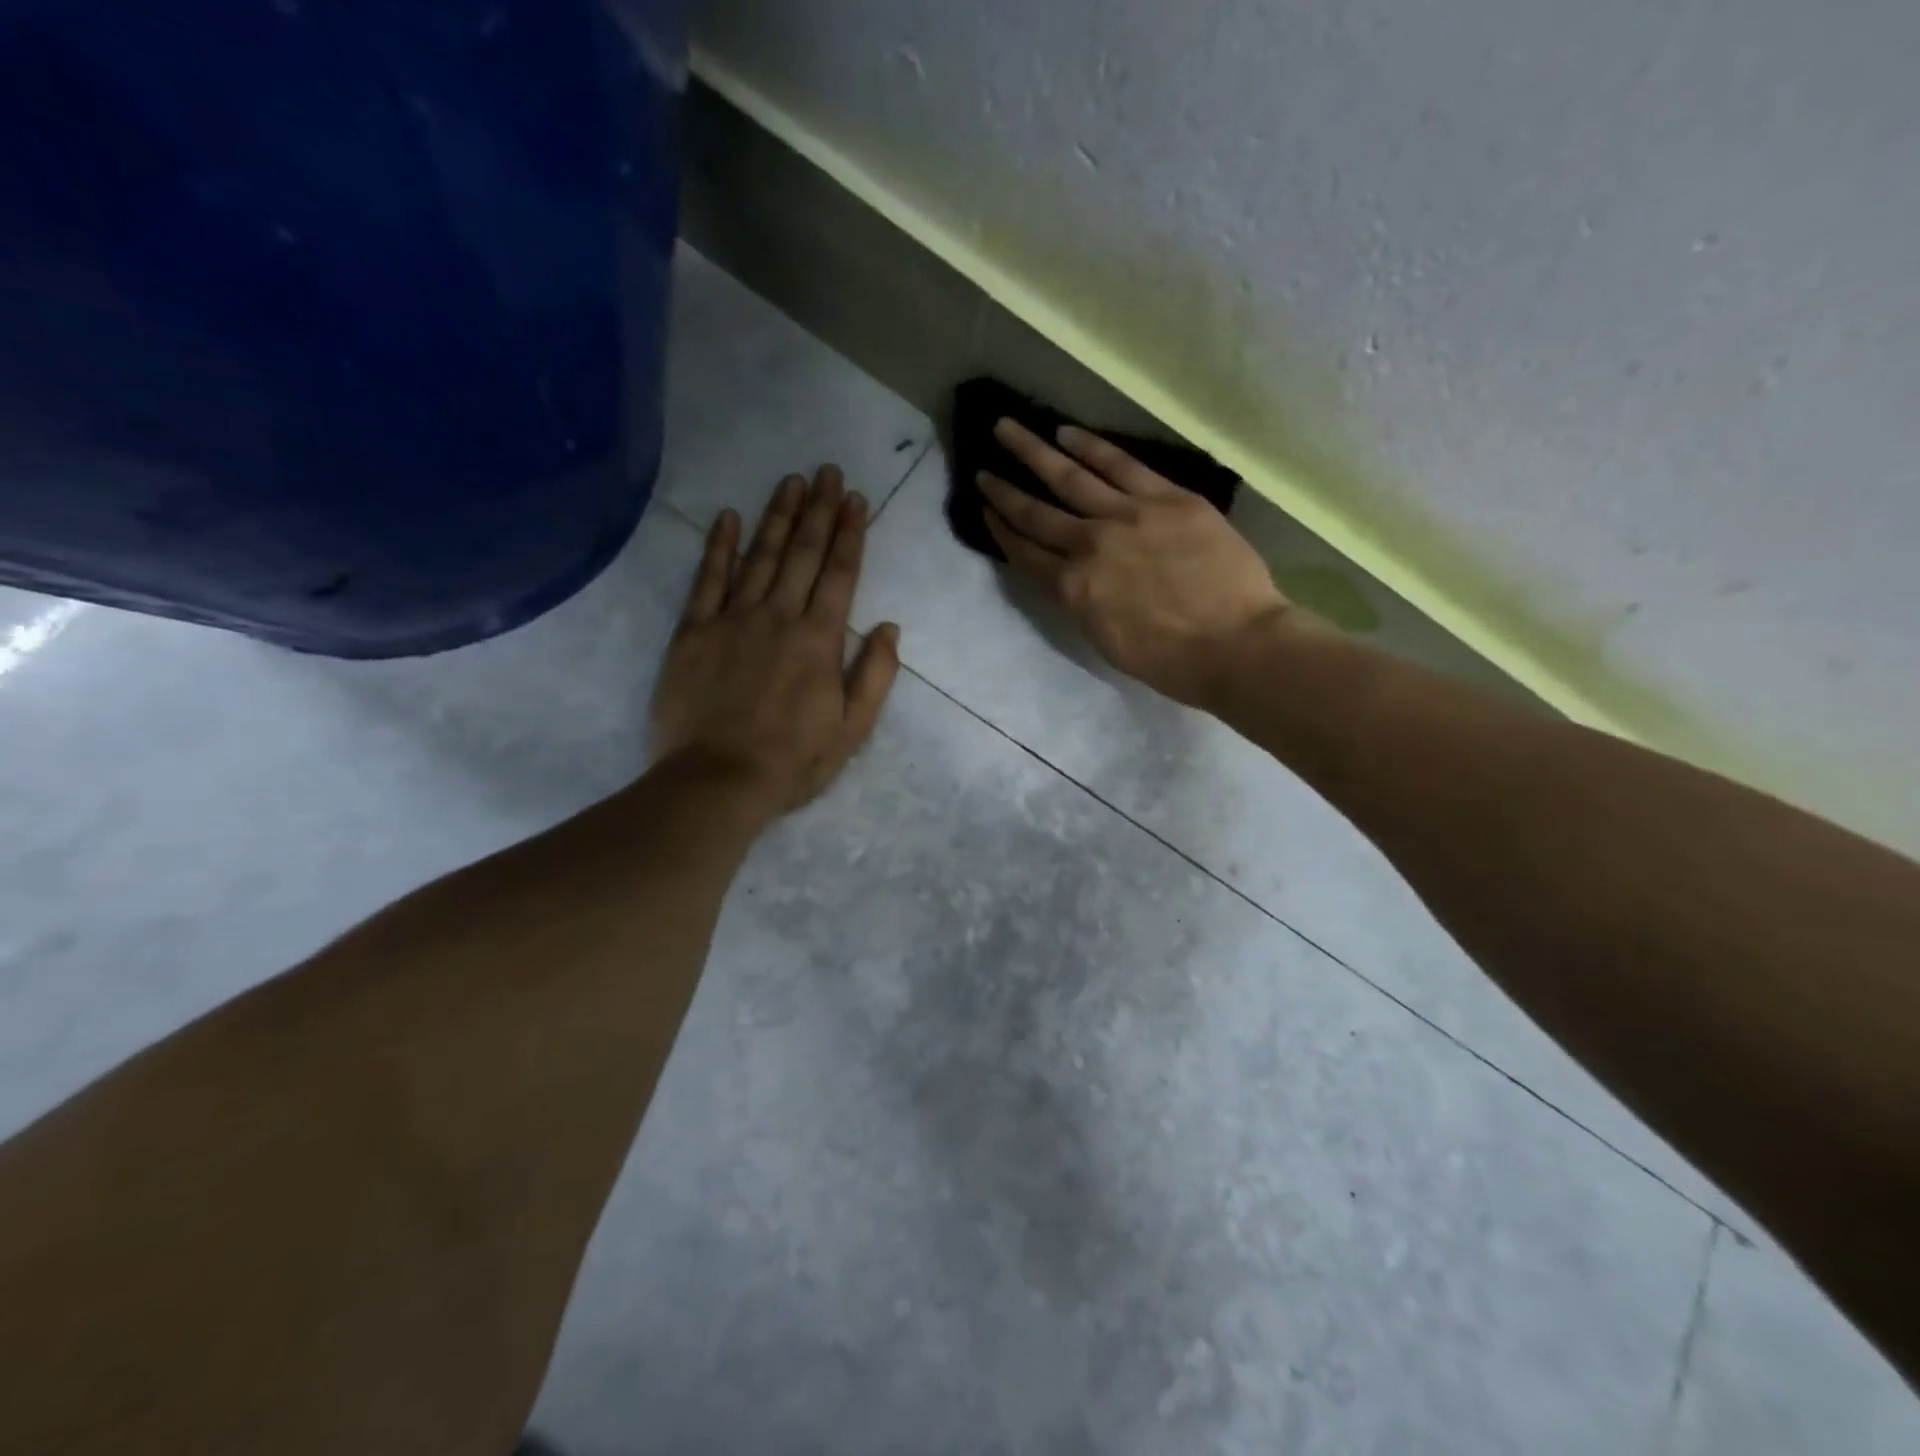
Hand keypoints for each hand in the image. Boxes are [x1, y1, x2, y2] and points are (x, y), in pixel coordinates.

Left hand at [651, 467, 900, 816]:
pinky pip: (707, 579)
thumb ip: (875, 675)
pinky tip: (727, 516)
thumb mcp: (852, 729)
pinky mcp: (693, 632)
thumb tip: (890, 627)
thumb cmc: (792, 760)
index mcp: (819, 640)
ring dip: (777, 516)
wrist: (717, 780)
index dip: (850, 534)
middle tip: (827, 471)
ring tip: (791, 481)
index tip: (856, 499)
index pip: (840, 574)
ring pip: (760, 556)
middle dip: (818, 510)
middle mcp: (778, 617)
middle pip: (803, 553)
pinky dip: (718, 546)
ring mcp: (732, 619)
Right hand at [980, 421, 1290, 707]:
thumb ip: (1081, 602)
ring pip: (1069, 476)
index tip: (984, 510)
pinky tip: (1066, 432)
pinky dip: (1090, 446)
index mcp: (1072, 589)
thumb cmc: (1170, 660)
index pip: (1026, 553)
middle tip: (981, 467)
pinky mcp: (1166, 497)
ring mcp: (1126, 515)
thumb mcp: (1105, 640)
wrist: (1233, 644)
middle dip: (1004, 489)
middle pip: (1036, 511)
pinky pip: (1120, 464)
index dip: (1001, 530)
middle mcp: (1088, 545)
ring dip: (1034, 452)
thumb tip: (1070, 577)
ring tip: (1007, 429)